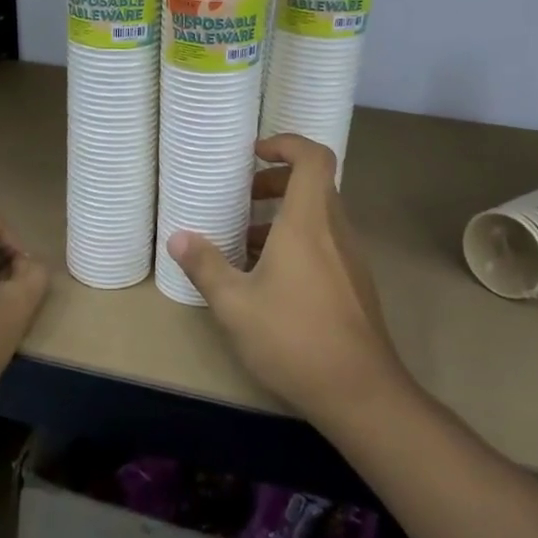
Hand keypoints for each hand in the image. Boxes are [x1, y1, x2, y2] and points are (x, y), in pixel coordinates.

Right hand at [167, 135, 407, 425]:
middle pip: (314, 185)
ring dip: (282, 218)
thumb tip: (178, 238)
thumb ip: (206, 266)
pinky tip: (268, 280)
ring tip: (244, 244)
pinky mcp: (354, 285)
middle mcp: (336, 232)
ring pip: (318, 218)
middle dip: (274, 184)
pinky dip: (296, 244)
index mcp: (309, 223)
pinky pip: (324, 245)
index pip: (314, 158)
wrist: (360, 392)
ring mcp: (350, 259)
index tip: (255, 155)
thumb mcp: (235, 304)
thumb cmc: (293, 338)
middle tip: (241, 200)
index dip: (287, 144)